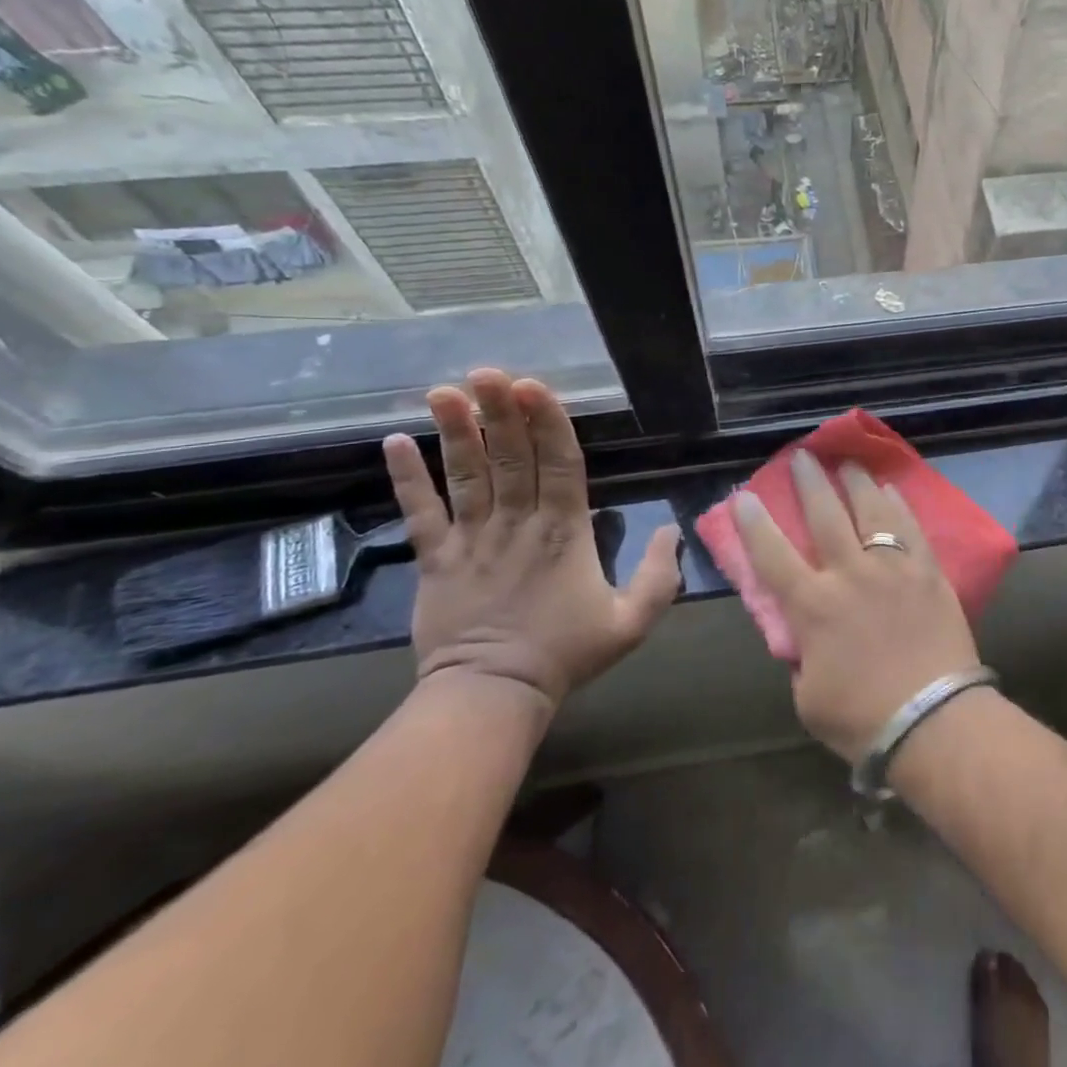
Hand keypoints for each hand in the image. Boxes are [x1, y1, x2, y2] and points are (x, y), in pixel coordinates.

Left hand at [382, 369, 681, 714]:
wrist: (493, 695)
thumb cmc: (566, 654)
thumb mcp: (632, 622)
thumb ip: (658, 575)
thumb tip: (672, 529)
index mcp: (564, 531)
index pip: (558, 464)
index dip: (546, 422)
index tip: (533, 386)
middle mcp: (517, 523)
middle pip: (510, 457)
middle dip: (501, 411)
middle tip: (489, 371)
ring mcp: (472, 539)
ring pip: (466, 475)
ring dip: (457, 431)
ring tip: (445, 390)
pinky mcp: (435, 559)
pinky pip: (420, 513)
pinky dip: (406, 478)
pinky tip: (394, 441)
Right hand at [731, 450, 979, 761]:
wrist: (934, 721)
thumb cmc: (863, 719)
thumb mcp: (808, 697)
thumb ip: (802, 658)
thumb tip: (804, 637)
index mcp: (813, 606)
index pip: (773, 555)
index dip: (754, 524)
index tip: (745, 496)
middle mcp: (850, 574)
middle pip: (825, 515)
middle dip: (810, 482)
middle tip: (803, 456)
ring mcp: (892, 567)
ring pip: (870, 510)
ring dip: (856, 481)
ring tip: (849, 462)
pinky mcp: (928, 571)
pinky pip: (910, 527)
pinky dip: (898, 504)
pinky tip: (892, 489)